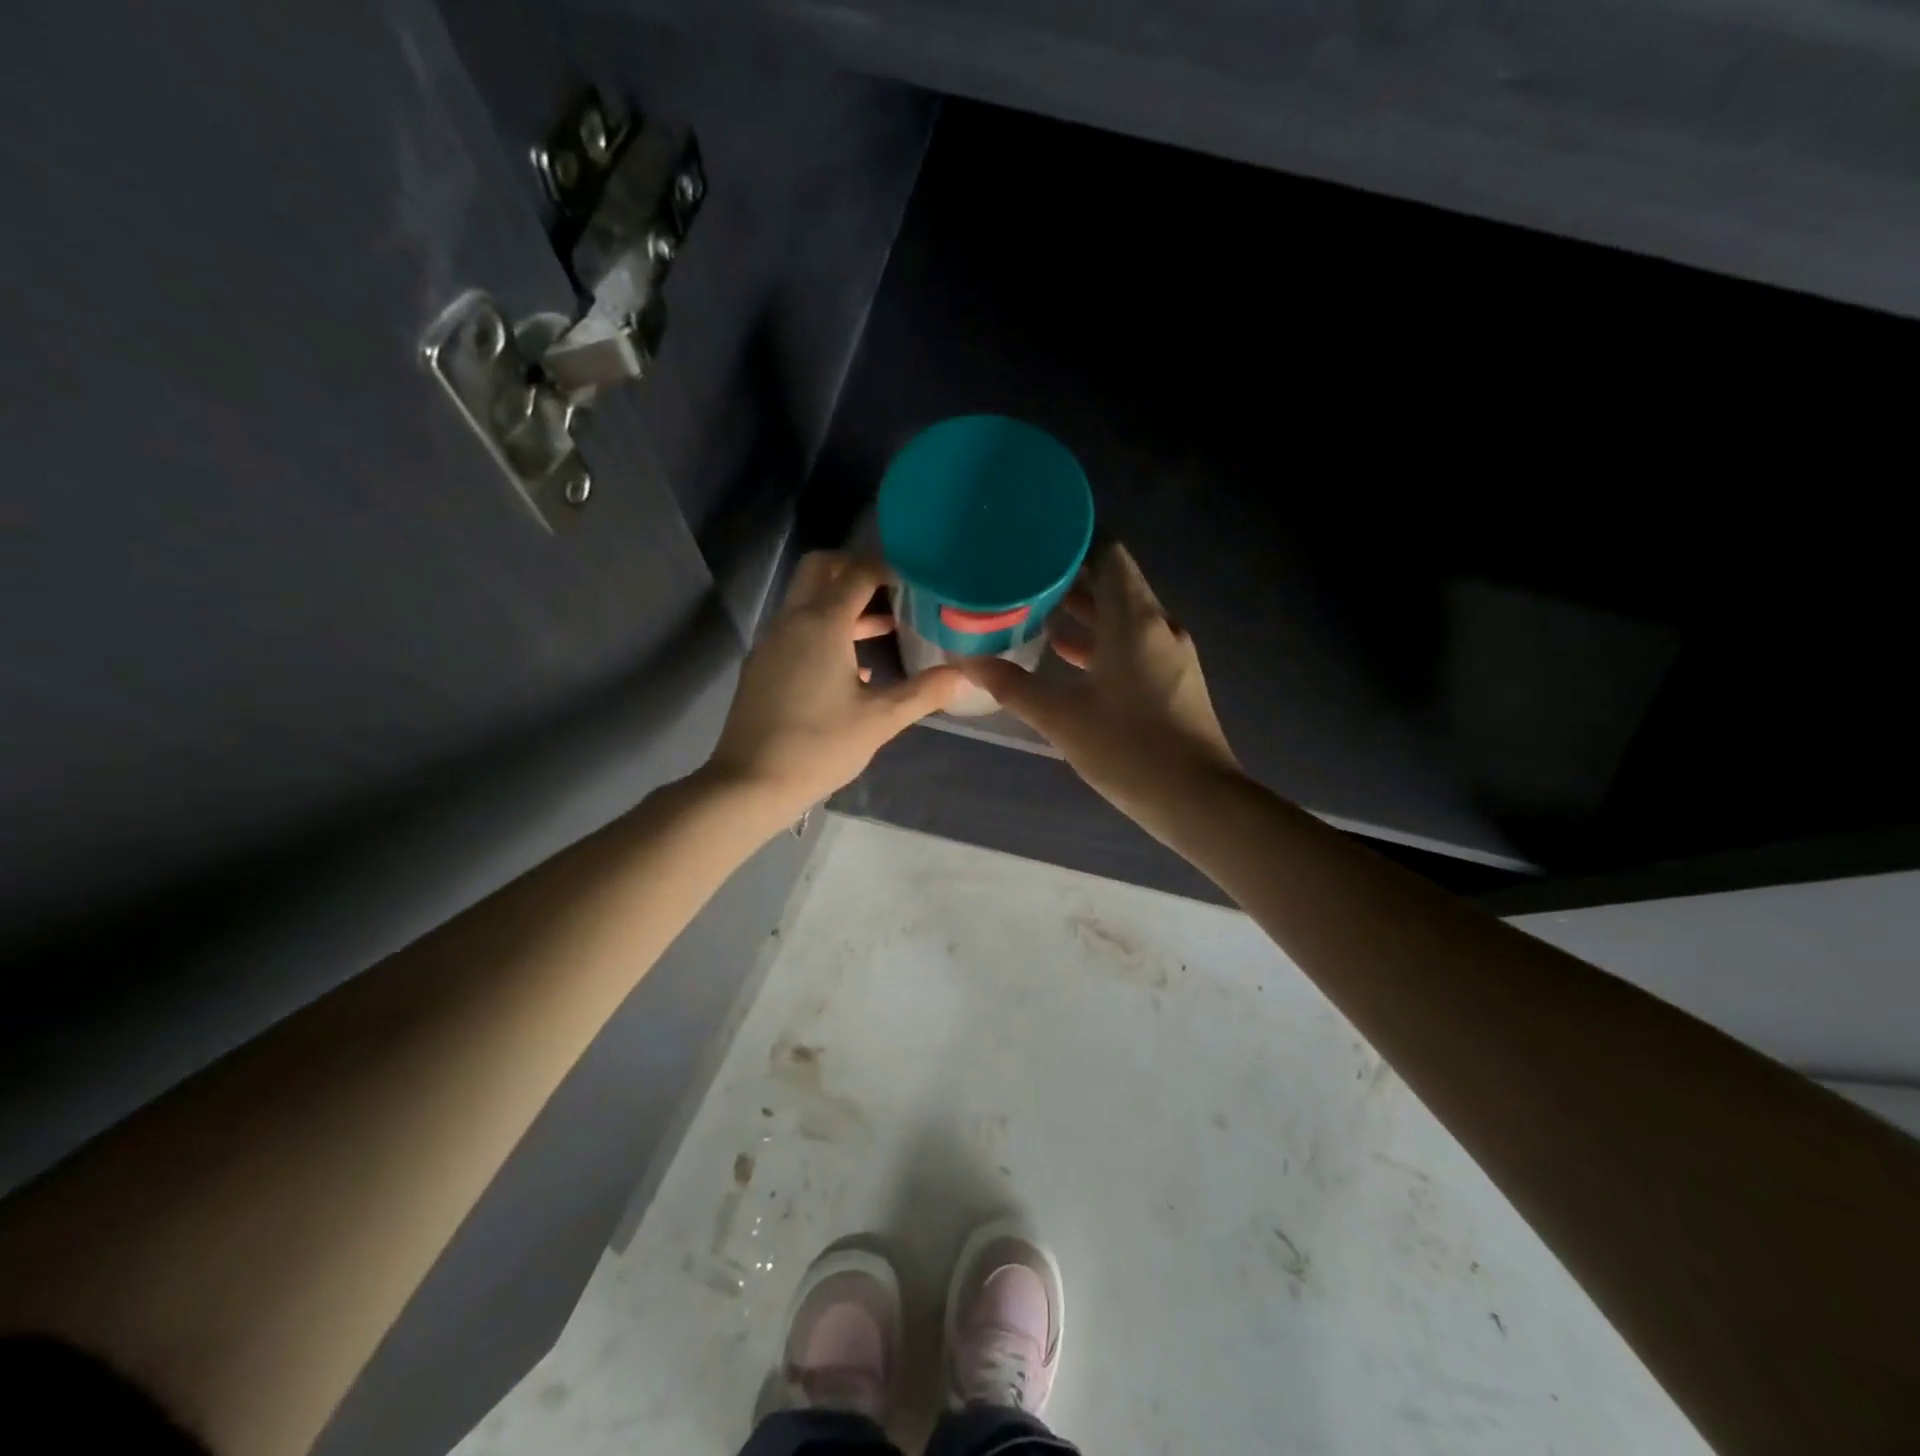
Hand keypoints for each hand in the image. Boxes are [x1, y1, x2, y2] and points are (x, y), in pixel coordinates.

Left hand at [707, 552, 961, 825]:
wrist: (750, 783)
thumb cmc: (819, 747)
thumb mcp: (879, 720)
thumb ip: (924, 692)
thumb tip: (966, 675)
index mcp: (822, 624)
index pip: (857, 573)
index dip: (888, 570)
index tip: (916, 582)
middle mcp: (792, 620)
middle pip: (821, 568)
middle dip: (856, 569)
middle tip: (892, 591)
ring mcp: (771, 641)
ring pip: (806, 599)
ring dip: (841, 602)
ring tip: (885, 626)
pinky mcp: (762, 665)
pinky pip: (796, 628)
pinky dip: (824, 627)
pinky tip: (853, 666)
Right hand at [958, 543, 1240, 832]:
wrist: (1198, 800)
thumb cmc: (1129, 749)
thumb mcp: (1062, 718)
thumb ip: (1014, 687)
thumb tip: (970, 663)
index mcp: (1134, 619)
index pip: (1109, 553)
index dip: (1075, 540)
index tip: (1037, 538)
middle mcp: (1158, 624)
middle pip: (1114, 583)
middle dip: (1070, 577)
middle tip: (1024, 574)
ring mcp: (1171, 653)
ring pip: (1124, 616)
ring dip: (1085, 612)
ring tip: (1036, 611)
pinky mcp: (1174, 679)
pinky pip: (1134, 642)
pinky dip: (1102, 640)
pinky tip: (1068, 656)